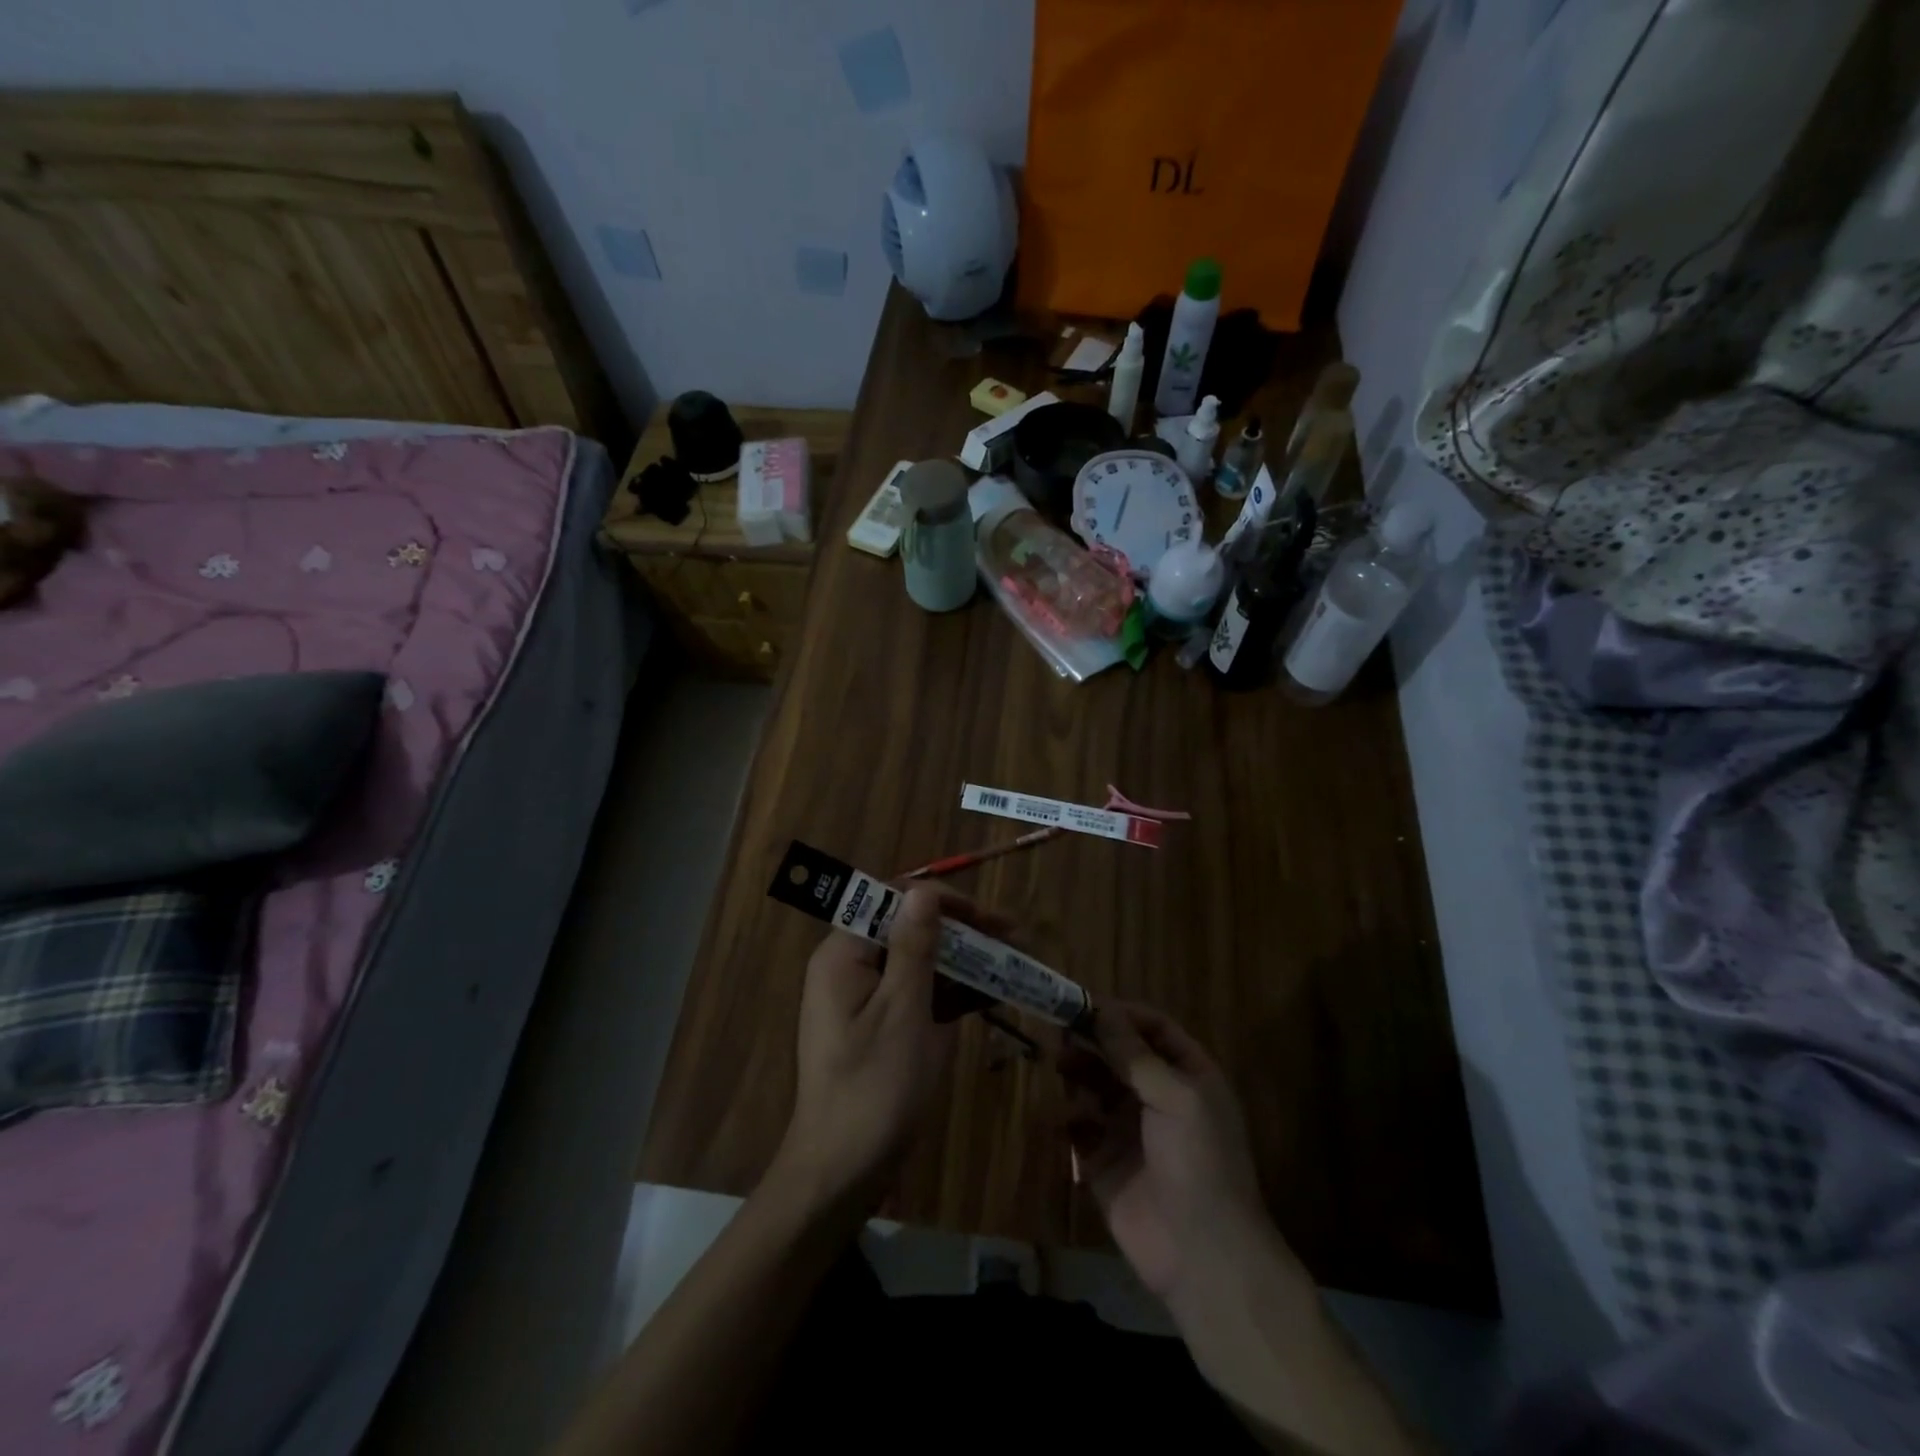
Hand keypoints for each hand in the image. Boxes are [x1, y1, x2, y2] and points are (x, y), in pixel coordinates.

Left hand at [774, 885, 1008, 1211]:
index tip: (989, 917)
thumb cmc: (874, 1088)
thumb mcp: (903, 1010)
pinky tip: (990, 994)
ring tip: (1012, 962)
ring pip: (918, 963)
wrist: (840, 1173)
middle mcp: (849, 967)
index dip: (943, 902)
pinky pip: (916, 994)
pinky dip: (950, 993)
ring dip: (963, 962)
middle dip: (961, 932)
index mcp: (844, 954)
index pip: (894, 901)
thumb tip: (923, 889)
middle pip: (909, 930)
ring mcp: (864, 999)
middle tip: (1013, 938)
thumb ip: (915, 946)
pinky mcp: (878, 1026)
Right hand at [1061, 1003, 1301, 1311]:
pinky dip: (1066, 1117)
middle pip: (1118, 1054)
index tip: (1083, 1004)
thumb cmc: (1199, 1163)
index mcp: (1187, 1076)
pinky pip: (1079, 1127)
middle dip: (1091, 1040)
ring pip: (1095, 1085)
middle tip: (1060, 1030)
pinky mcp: (1104, 1161)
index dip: (1120, 1014)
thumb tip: (1101, 1010)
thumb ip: (1135, 1054)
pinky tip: (1062, 1119)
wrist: (1203, 1257)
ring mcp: (1129, 1129)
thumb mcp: (1175, 1097)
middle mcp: (1158, 1095)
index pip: (1152, 1029)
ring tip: (1060, 1065)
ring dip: (1077, 1071)